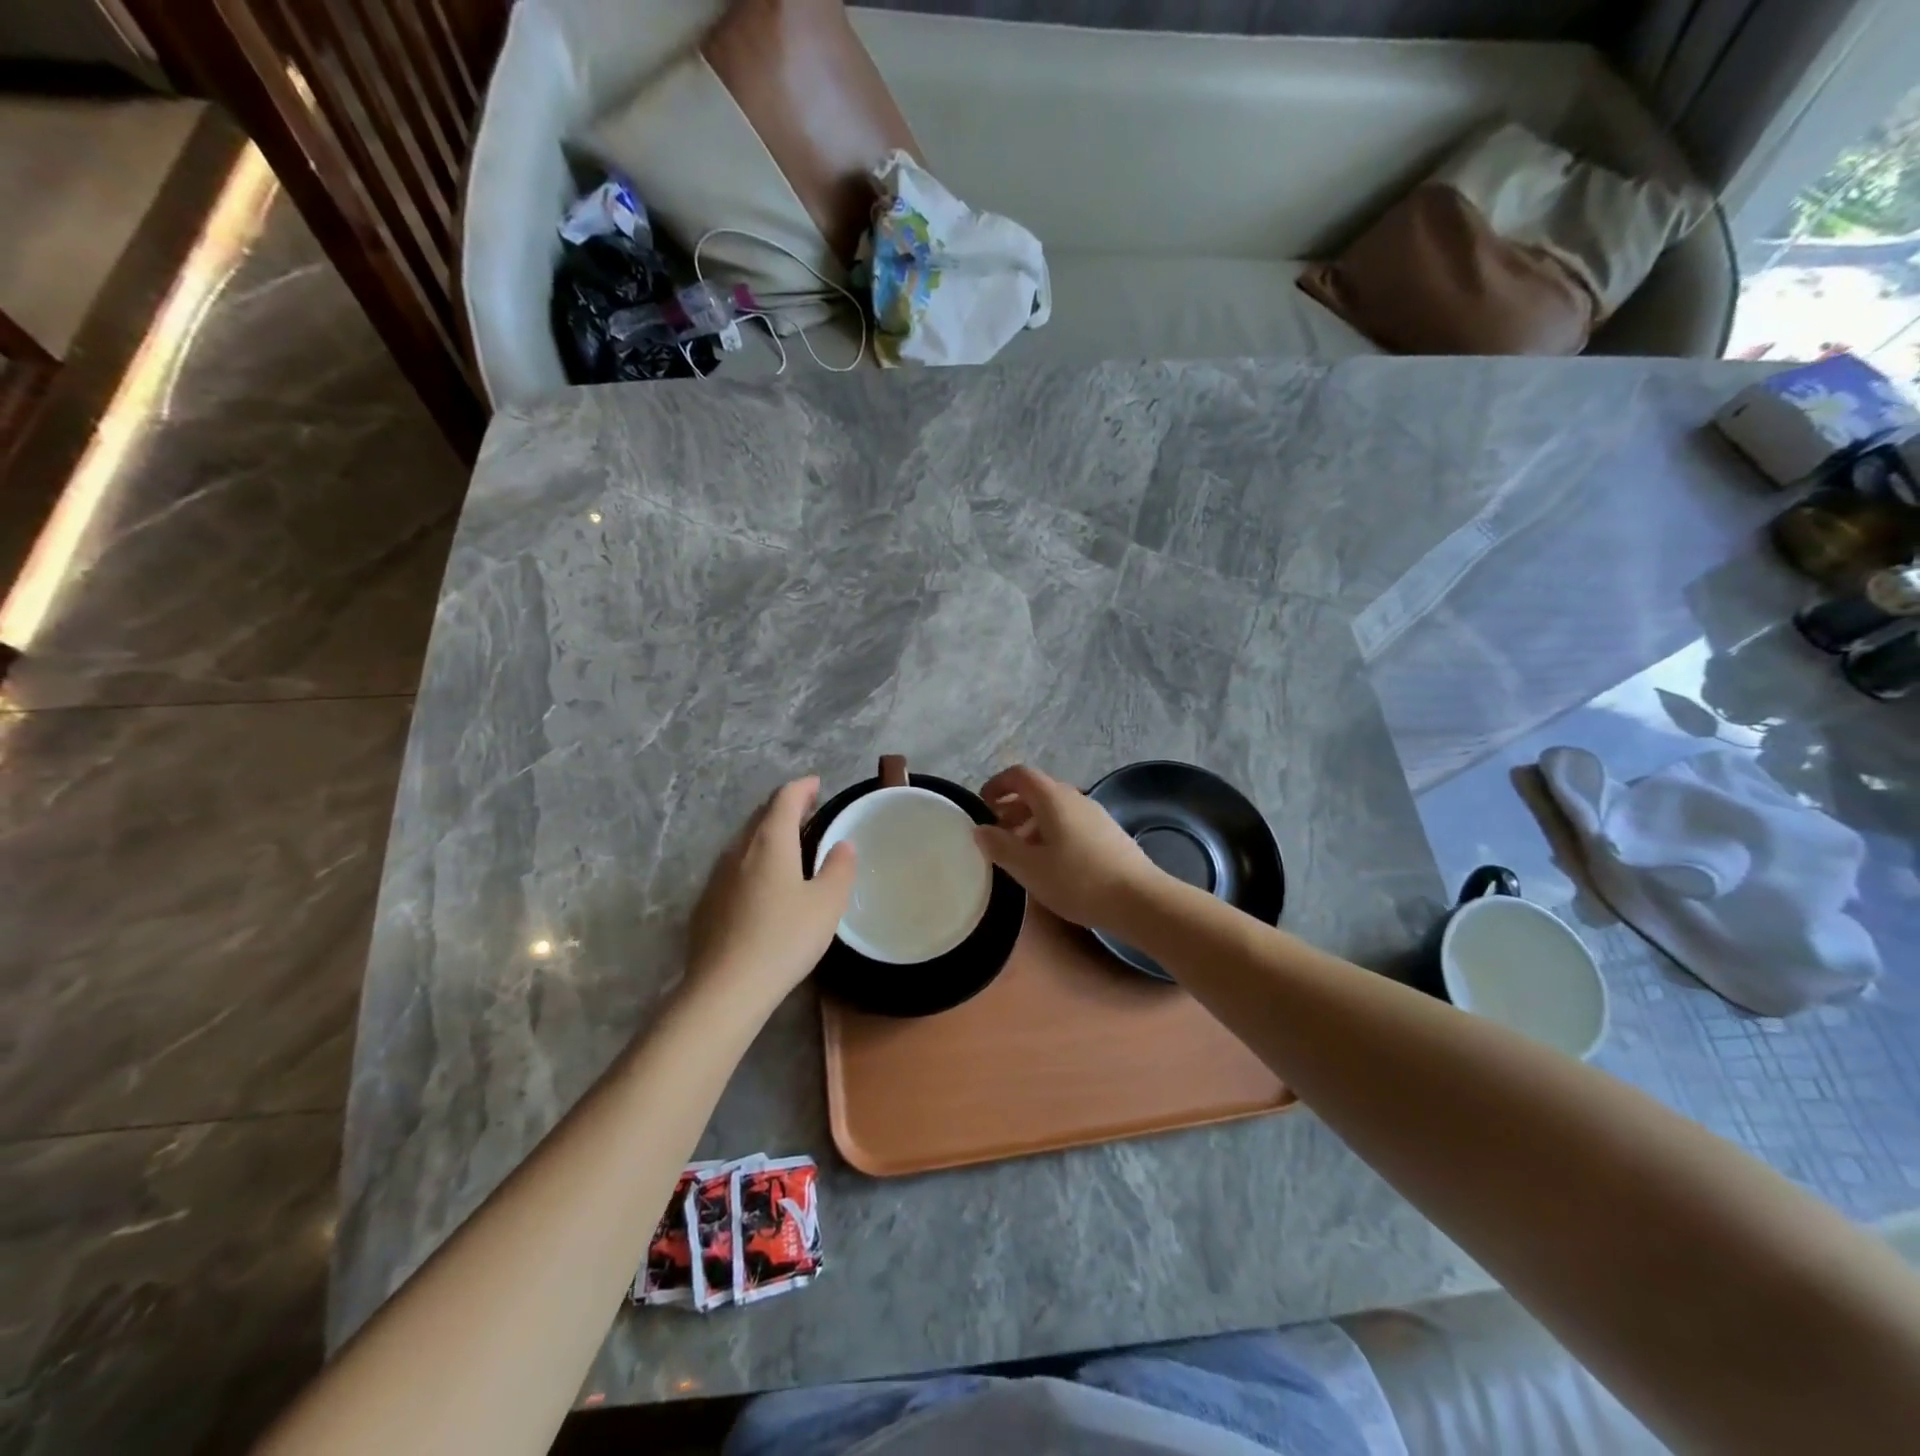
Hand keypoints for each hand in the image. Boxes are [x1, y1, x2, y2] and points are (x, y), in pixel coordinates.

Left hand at [687, 777, 854, 1003]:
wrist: (725, 988)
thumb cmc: (784, 939)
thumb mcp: (826, 904)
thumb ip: (839, 868)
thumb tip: (842, 845)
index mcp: (770, 842)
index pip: (785, 798)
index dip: (802, 787)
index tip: (817, 785)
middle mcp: (739, 849)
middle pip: (761, 816)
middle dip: (785, 808)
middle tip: (809, 812)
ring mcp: (717, 876)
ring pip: (745, 841)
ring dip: (768, 835)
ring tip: (790, 846)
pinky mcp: (706, 903)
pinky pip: (734, 868)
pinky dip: (753, 861)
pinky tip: (764, 885)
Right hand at [974, 764, 1160, 928]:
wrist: (1139, 900)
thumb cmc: (1078, 881)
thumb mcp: (1029, 868)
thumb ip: (1001, 846)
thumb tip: (980, 829)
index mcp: (1053, 798)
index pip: (1020, 775)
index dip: (998, 784)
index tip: (983, 804)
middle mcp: (1075, 797)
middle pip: (1038, 790)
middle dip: (1013, 806)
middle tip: (997, 832)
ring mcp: (1095, 814)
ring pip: (1055, 808)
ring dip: (1032, 822)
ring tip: (1020, 851)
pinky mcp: (1108, 834)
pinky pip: (1071, 822)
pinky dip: (1051, 832)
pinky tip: (1050, 862)